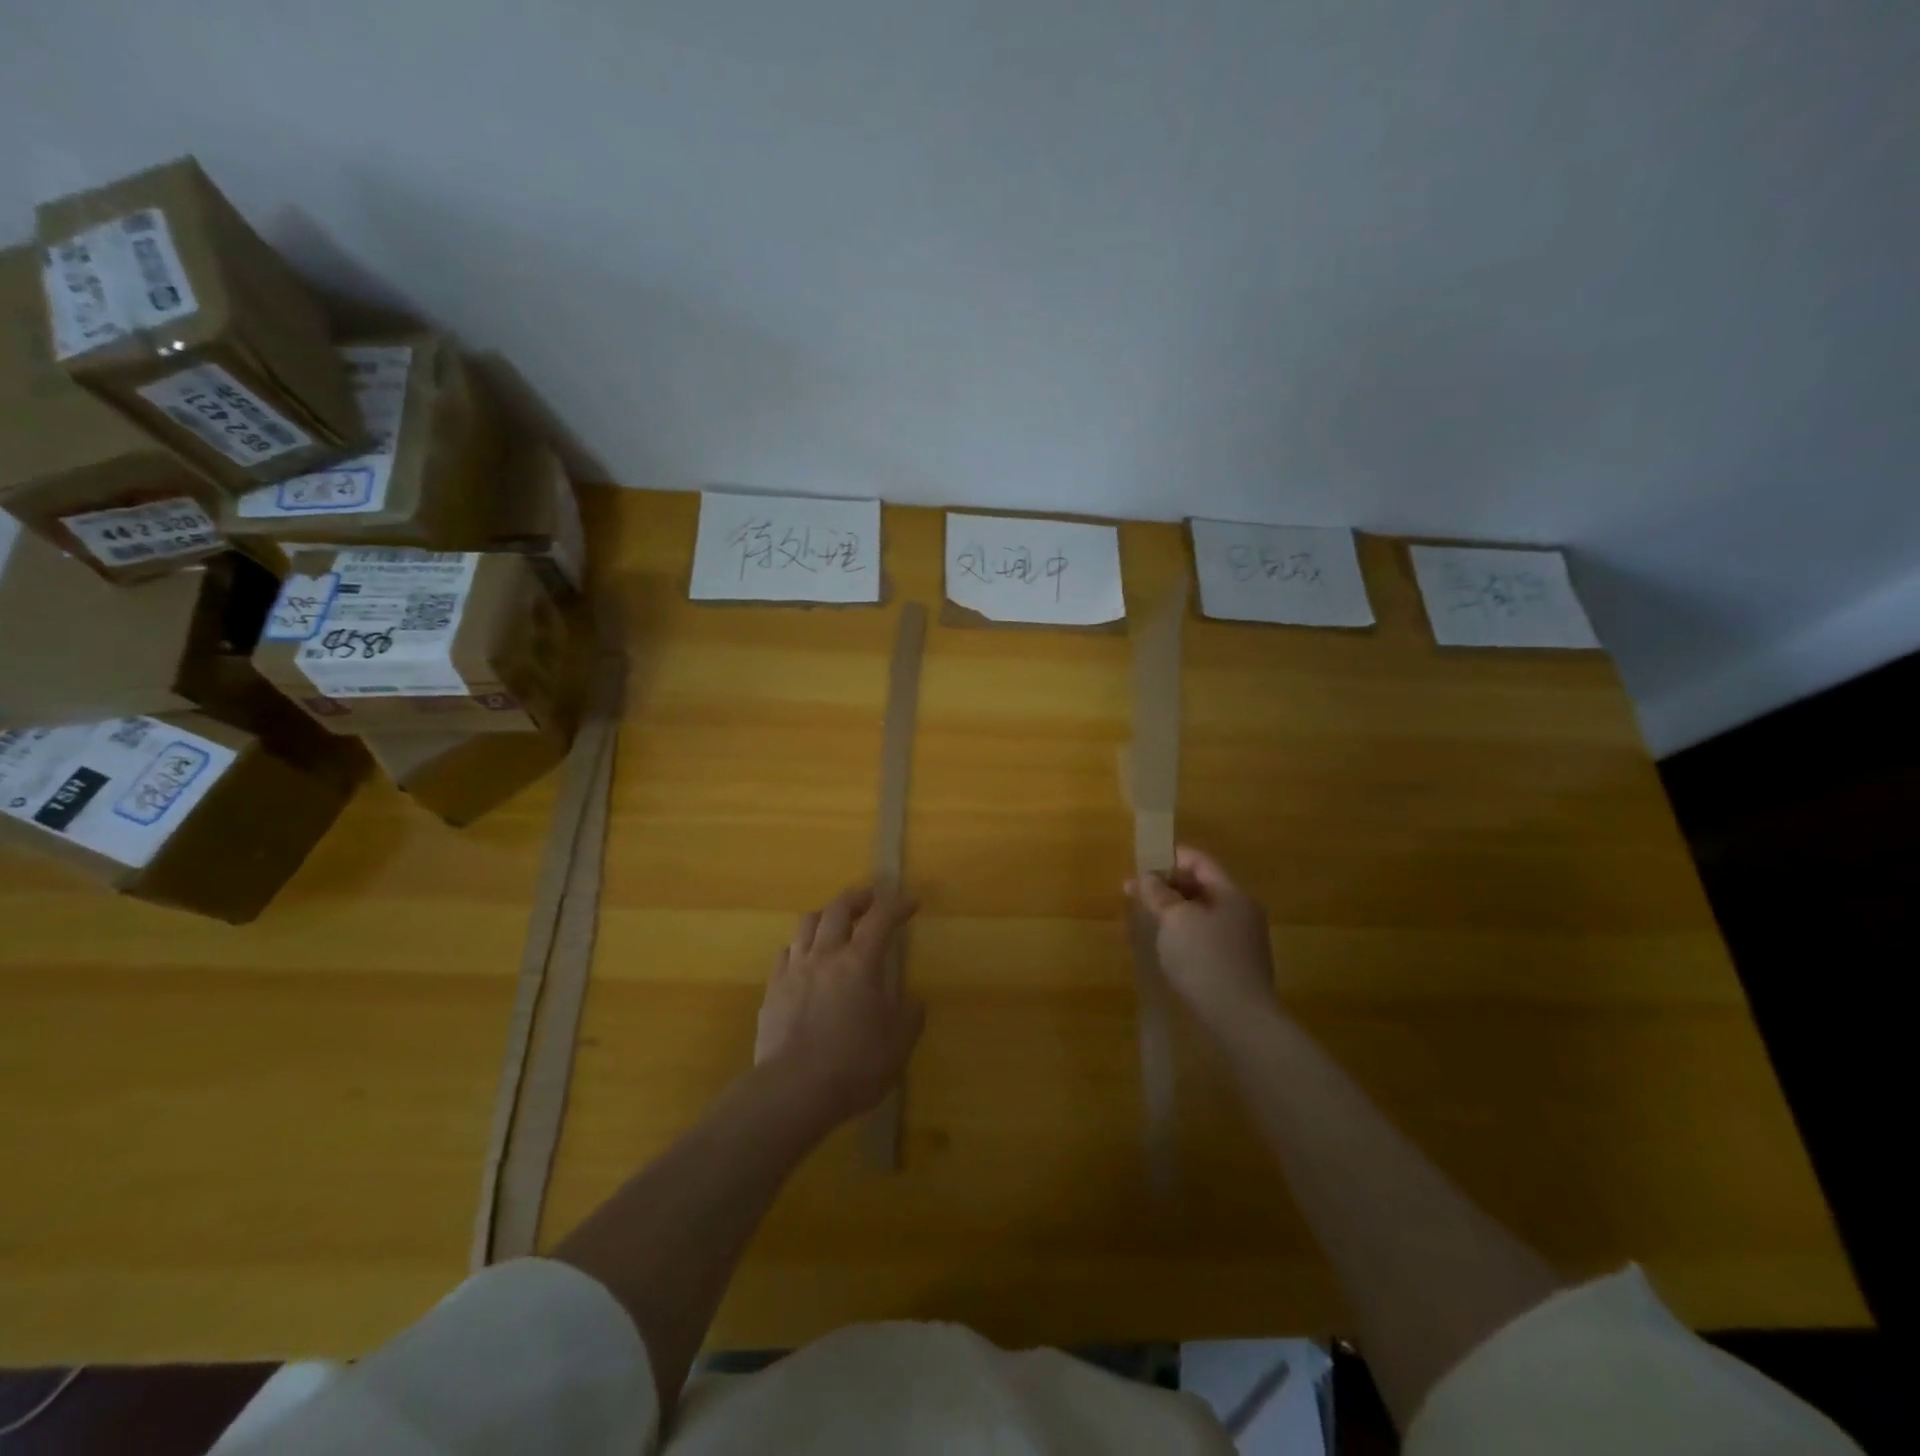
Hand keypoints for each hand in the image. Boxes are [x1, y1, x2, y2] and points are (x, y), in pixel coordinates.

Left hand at [755, 885, 924, 1128]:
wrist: (792, 1091)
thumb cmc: (854, 1065)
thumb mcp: (898, 1044)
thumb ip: (909, 1016)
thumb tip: (911, 1001)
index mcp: (860, 961)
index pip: (881, 918)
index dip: (897, 904)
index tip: (911, 902)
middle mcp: (826, 954)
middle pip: (839, 908)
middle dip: (859, 897)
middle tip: (872, 897)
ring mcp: (794, 970)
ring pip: (807, 923)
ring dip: (826, 915)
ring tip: (836, 922)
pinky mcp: (773, 990)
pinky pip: (786, 953)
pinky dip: (800, 946)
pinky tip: (805, 958)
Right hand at [1126, 846, 1276, 1037]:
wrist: (1239, 1020)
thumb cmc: (1205, 959)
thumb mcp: (1174, 919)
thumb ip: (1157, 894)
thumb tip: (1145, 877)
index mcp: (1232, 895)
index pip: (1200, 862)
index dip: (1170, 858)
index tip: (1141, 864)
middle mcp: (1241, 913)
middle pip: (1201, 888)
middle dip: (1166, 888)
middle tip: (1135, 896)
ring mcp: (1241, 942)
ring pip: (1200, 916)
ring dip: (1171, 915)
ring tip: (1142, 923)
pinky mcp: (1234, 968)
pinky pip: (1203, 940)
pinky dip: (1181, 937)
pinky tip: (1161, 950)